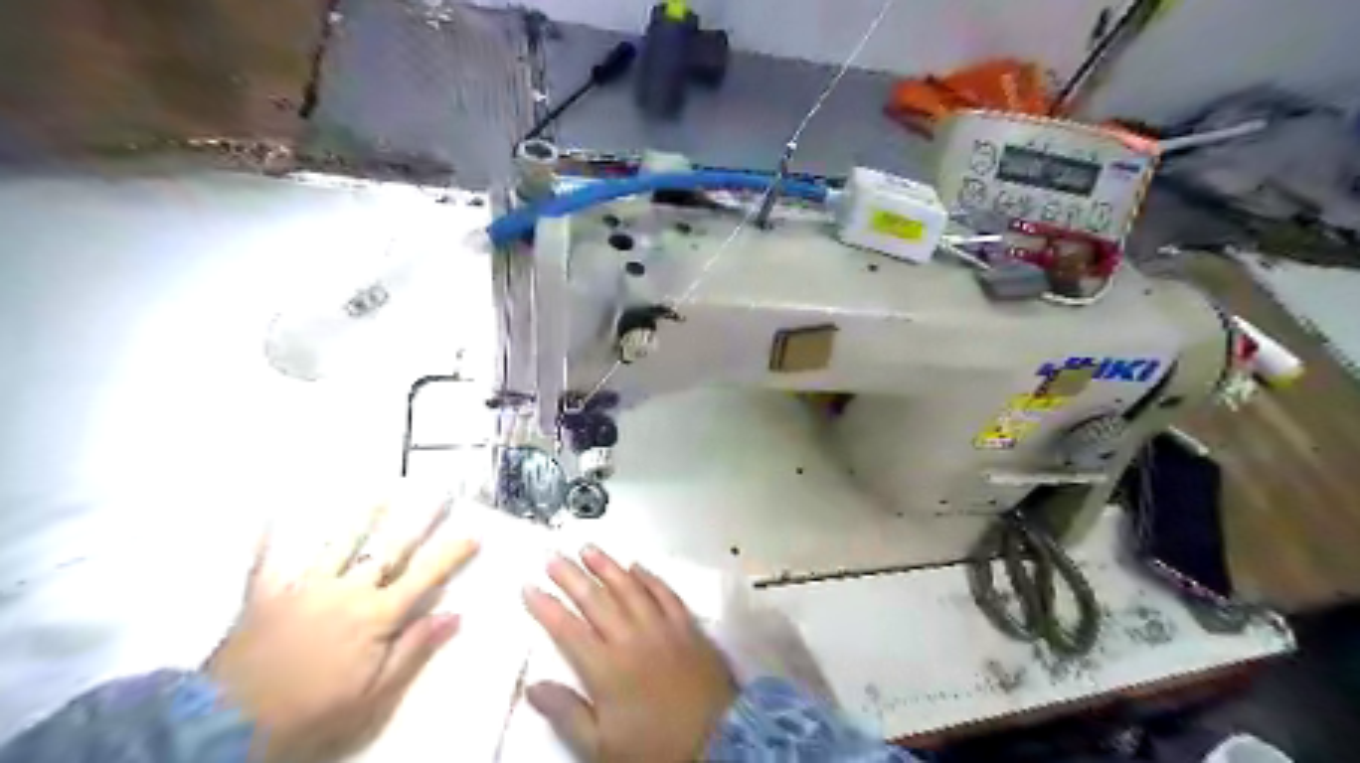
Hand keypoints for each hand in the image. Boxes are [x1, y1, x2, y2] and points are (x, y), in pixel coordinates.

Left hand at [199, 507, 477, 762]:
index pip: (425, 576)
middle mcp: (347, 590)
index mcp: (377, 615)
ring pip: (340, 543)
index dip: (451, 553)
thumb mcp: (374, 693)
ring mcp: (305, 588)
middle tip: (440, 493)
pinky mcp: (266, 596)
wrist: (227, 725)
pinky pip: (267, 561)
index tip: (474, 532)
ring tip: (382, 490)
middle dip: (420, 520)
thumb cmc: (313, 712)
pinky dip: (269, 538)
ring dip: (363, 515)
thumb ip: (414, 649)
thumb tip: (454, 615)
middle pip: (390, 548)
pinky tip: (271, 512)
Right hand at [522, 546, 734, 759]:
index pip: (568, 630)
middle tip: (553, 556)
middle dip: (571, 577)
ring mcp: (662, 627)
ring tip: (589, 549)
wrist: (718, 742)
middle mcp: (631, 638)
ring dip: (607, 567)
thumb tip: (533, 687)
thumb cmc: (655, 748)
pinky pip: (665, 593)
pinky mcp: (687, 626)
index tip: (529, 587)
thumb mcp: (602, 746)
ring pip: (629, 588)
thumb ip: (567, 713)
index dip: (546, 607)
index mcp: (606, 668)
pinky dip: (649, 578)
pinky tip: (638, 566)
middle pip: (595, 600)